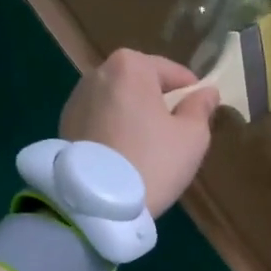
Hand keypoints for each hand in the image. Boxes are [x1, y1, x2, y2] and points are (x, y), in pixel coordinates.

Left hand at [61, 49, 220, 216]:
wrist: (97, 204)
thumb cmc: (153, 162)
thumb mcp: (192, 137)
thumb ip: (201, 108)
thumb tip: (206, 92)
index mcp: (131, 66)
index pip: (172, 72)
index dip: (190, 93)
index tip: (200, 113)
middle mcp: (98, 73)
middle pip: (141, 84)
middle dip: (158, 104)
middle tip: (174, 135)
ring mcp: (76, 99)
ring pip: (118, 103)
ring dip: (133, 118)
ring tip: (147, 150)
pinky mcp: (64, 126)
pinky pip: (100, 122)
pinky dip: (113, 133)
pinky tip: (123, 157)